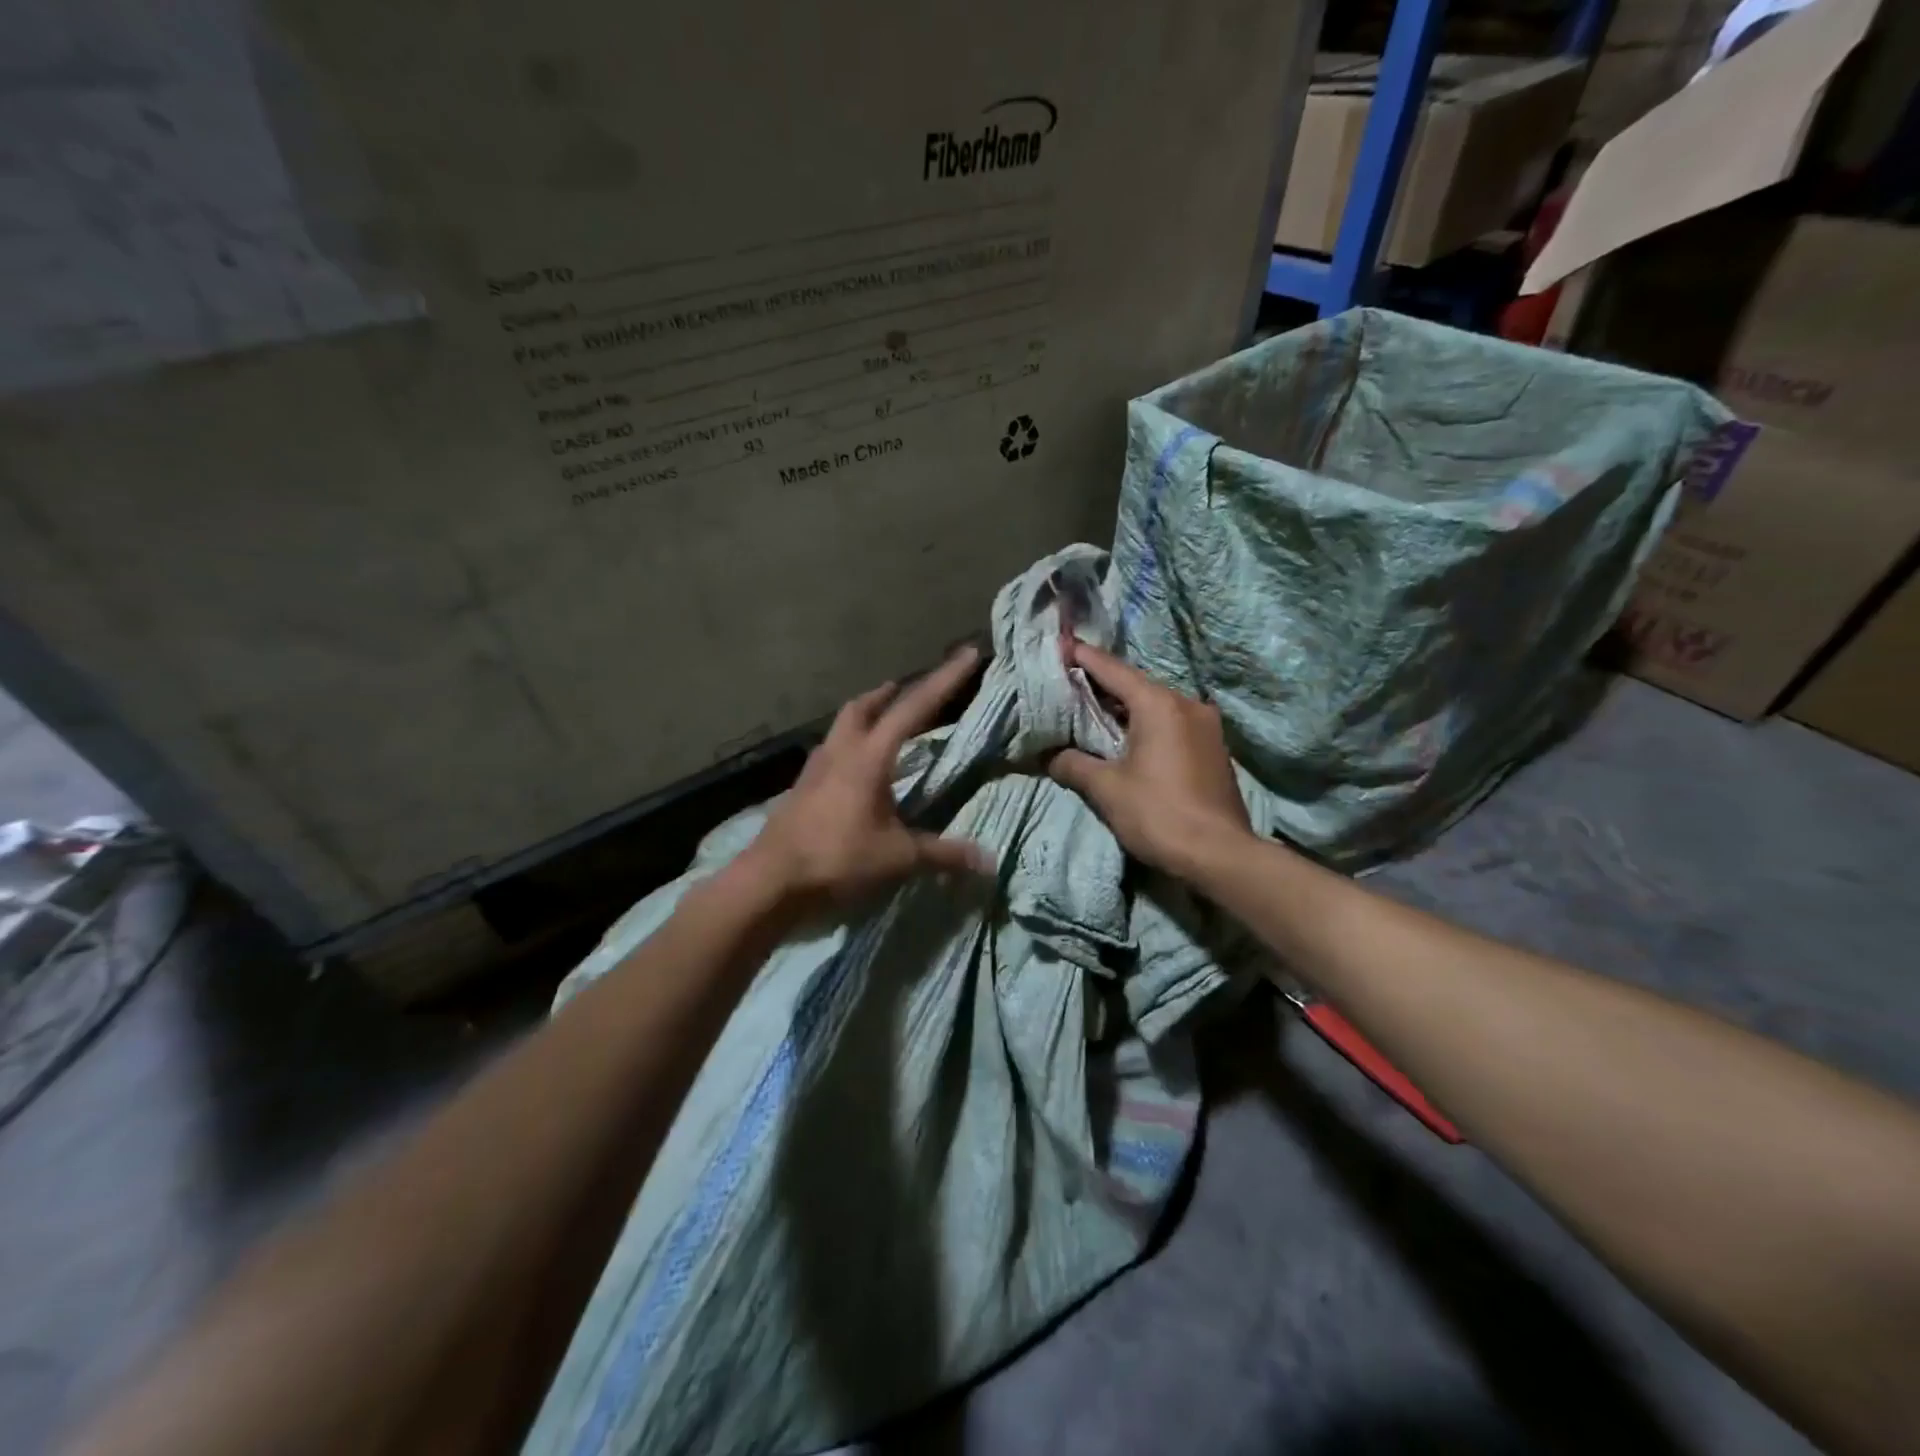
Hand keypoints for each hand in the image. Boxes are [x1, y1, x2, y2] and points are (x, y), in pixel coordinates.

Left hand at [743, 645, 990, 912]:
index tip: (967, 654)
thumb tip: (988, 860)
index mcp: (870, 757)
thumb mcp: (897, 858)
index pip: (914, 708)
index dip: (945, 680)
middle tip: (909, 689)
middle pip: (865, 706)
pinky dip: (849, 744)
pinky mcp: (802, 788)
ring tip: (882, 720)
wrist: (771, 880)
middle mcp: (841, 751)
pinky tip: (854, 768)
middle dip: (891, 693)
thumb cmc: (837, 859)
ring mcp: (816, 768)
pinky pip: (831, 751)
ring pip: (843, 725)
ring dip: (865, 714)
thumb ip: (942, 854)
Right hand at [1048, 641, 1253, 875]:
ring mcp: (1206, 725)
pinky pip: (1171, 724)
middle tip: (1068, 684)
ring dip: (1124, 708)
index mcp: (1159, 704)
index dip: (1083, 657)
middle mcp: (1186, 704)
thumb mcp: (1107, 789)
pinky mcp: (1213, 748)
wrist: (1221, 855)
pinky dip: (1146, 725)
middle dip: (1101, 685)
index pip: (1112, 670)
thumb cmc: (1159, 814)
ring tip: (1092, 713)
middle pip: (1135, 685)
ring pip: (1155, 705)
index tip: (1060, 645)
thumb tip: (1050, 756)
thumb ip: (1074, 765)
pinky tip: (1128, 739)